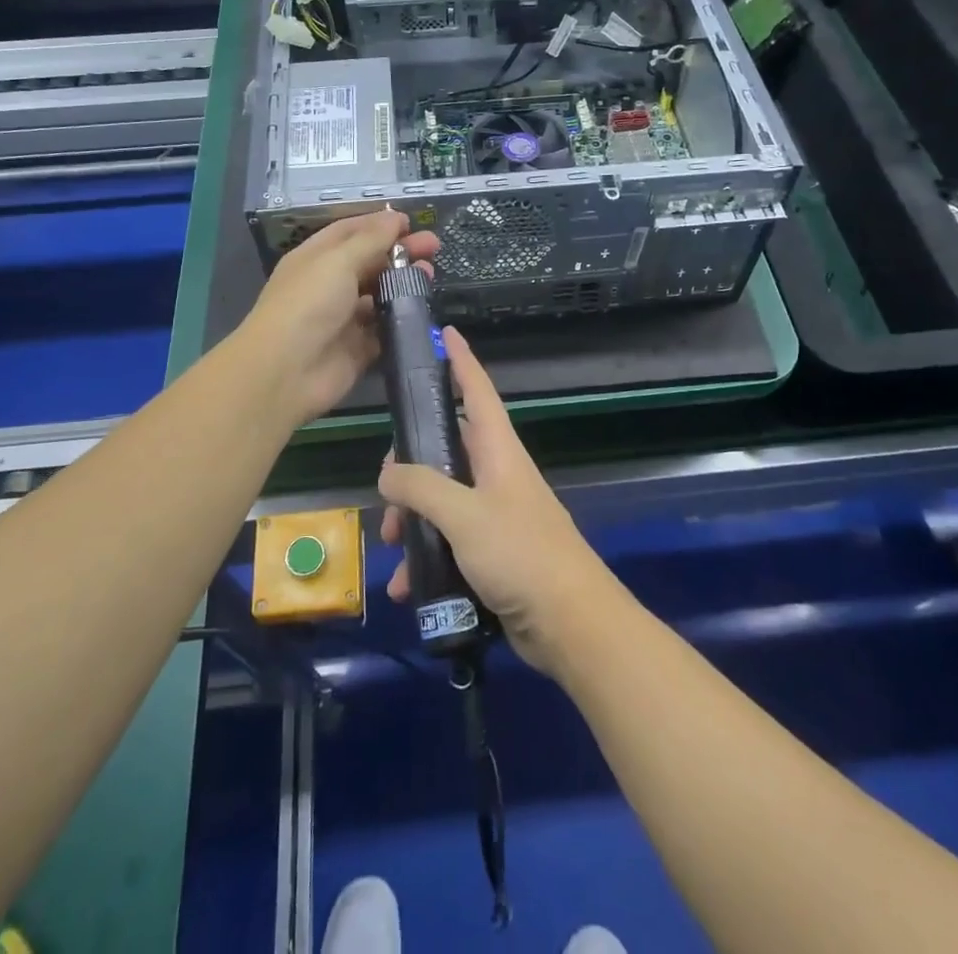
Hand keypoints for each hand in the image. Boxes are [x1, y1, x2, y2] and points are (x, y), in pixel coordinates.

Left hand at [238, 211, 438, 426]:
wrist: (285, 372)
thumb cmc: (308, 305)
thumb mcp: (338, 262)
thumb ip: (371, 240)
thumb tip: (396, 217)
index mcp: (318, 258)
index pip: (351, 232)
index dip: (380, 224)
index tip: (412, 222)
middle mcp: (330, 285)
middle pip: (371, 261)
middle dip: (400, 252)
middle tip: (434, 247)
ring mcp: (344, 318)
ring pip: (381, 295)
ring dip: (405, 284)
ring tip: (431, 276)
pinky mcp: (358, 348)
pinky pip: (385, 330)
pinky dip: (402, 320)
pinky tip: (424, 310)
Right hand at [379, 328, 614, 675]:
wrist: (570, 623)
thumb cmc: (520, 554)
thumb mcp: (464, 515)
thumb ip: (421, 487)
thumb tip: (388, 471)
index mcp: (498, 451)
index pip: (477, 391)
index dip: (461, 361)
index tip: (446, 333)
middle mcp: (498, 475)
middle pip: (446, 450)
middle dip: (411, 468)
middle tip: (387, 492)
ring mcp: (497, 514)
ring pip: (443, 500)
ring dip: (413, 520)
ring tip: (393, 547)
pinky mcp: (494, 552)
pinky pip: (450, 542)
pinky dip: (427, 557)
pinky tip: (408, 588)